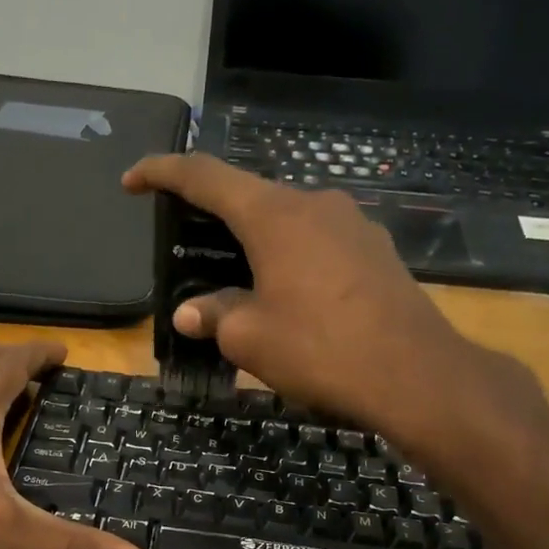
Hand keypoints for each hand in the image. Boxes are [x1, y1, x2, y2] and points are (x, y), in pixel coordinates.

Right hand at [123, 154, 548, 462]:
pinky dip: (290, 258)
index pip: (205, 176)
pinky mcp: (376, 251)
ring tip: (237, 281)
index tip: (133, 181)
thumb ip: (213, 316)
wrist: (415, 374)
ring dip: (255, 243)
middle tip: (188, 247)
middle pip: (250, 197)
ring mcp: (353, 225)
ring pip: (288, 221)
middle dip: (213, 217)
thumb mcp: (249, 338)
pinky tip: (288, 295)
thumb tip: (191, 313)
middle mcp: (315, 204)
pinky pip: (318, 243)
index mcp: (274, 214)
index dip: (162, 173)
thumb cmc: (320, 349)